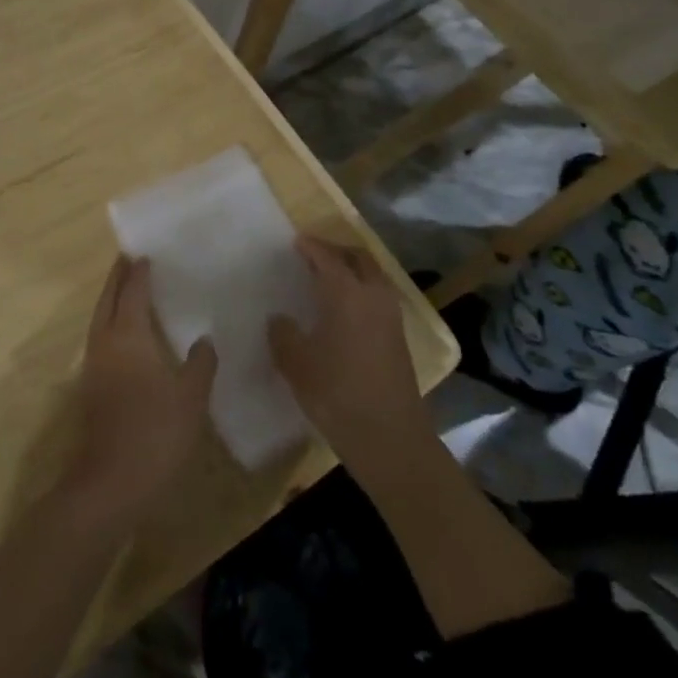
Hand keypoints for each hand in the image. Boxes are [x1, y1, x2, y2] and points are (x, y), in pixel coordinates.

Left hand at [62, 256, 216, 530]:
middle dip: (117, 278)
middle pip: (108, 299)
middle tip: (129, 260)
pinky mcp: (92, 387)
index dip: (140, 273)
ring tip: (129, 291)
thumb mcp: (191, 396)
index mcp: (128, 335)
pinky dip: (112, 324)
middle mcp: (105, 342)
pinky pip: (101, 339)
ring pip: (100, 319)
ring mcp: (94, 365)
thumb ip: (200, 363)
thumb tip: (203, 339)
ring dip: (112, 300)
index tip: (146, 254)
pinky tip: (128, 336)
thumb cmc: (156, 431)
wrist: (111, 482)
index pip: (133, 292)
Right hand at [268, 237, 430, 475]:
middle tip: (313, 254)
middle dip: (336, 251)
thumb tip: (280, 319)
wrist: (389, 437)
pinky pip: (377, 297)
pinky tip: (343, 309)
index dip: (310, 247)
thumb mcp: (296, 363)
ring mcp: (390, 317)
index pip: (327, 257)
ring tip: (327, 280)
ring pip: (372, 277)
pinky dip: (361, 290)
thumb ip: (283, 334)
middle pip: (358, 259)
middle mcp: (373, 296)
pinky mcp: (398, 338)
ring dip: (352, 270)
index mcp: (347, 293)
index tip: (296, 240)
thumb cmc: (337, 393)